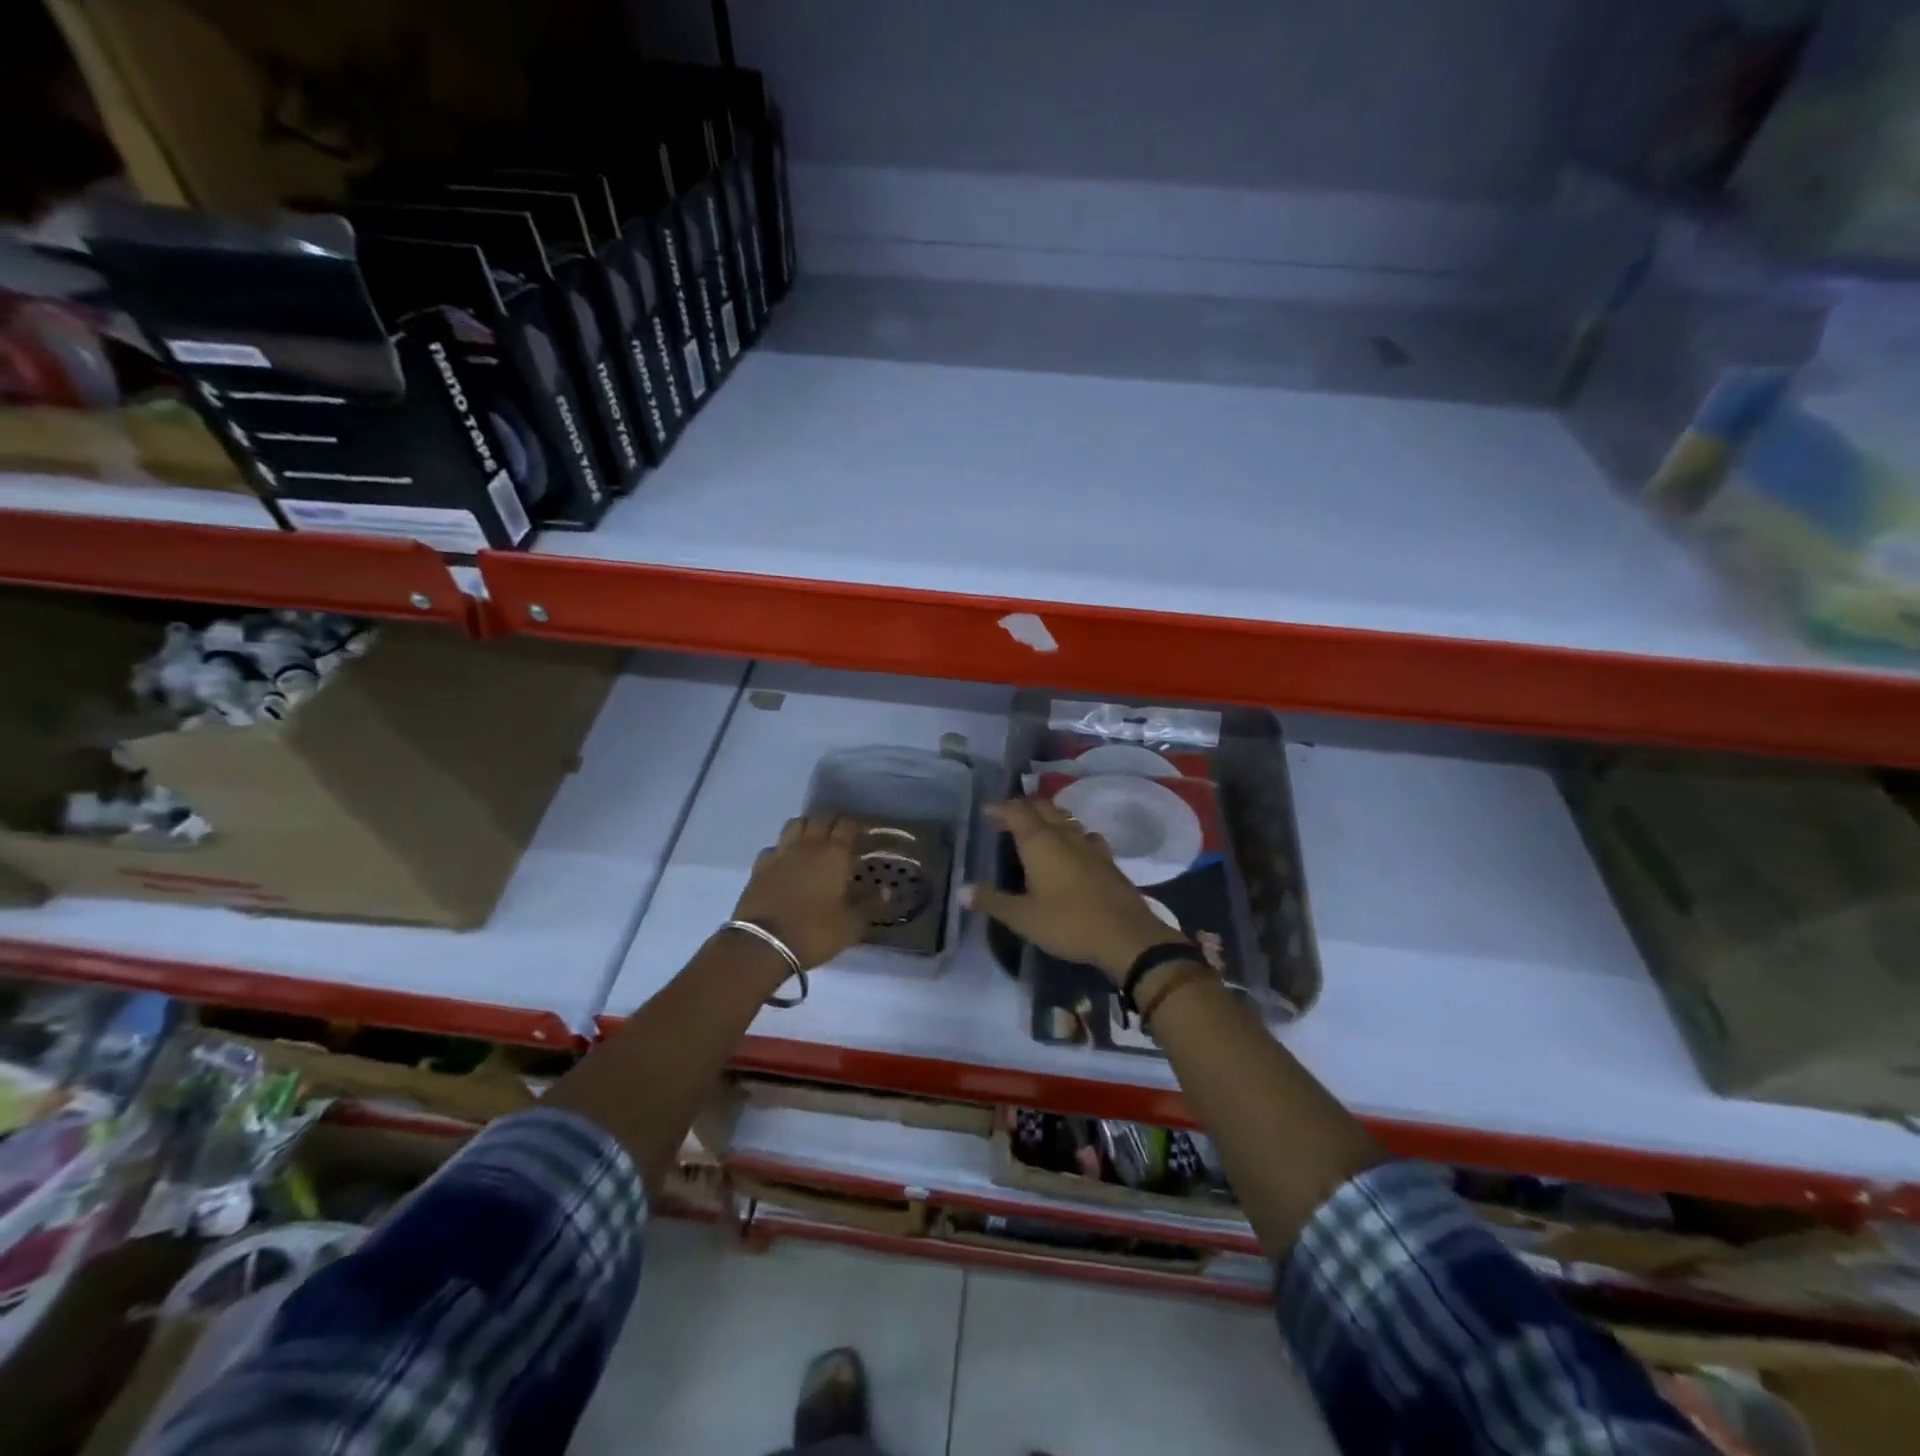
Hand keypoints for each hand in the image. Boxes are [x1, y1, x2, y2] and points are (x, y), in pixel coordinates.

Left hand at [732, 814, 869, 969]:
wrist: (763, 944)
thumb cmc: (814, 931)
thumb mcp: (851, 924)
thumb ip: (870, 903)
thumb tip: (886, 889)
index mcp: (834, 853)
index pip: (848, 824)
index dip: (859, 825)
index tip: (868, 834)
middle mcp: (807, 844)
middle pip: (821, 817)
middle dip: (835, 822)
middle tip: (844, 836)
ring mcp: (780, 853)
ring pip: (796, 824)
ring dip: (808, 827)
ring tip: (816, 842)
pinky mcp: (759, 866)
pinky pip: (775, 846)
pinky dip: (784, 849)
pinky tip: (788, 862)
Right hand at [965, 798, 1188, 983]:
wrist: (1126, 936)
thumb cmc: (1069, 923)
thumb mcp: (1023, 918)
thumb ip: (992, 901)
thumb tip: (961, 891)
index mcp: (1040, 842)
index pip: (1016, 812)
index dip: (1000, 808)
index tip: (986, 812)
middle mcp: (1064, 835)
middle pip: (1042, 808)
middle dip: (1022, 809)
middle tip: (1006, 819)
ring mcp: (1089, 845)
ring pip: (1065, 819)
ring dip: (1047, 818)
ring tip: (1035, 830)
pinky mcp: (1107, 859)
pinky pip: (1084, 835)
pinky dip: (1070, 834)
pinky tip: (1071, 848)